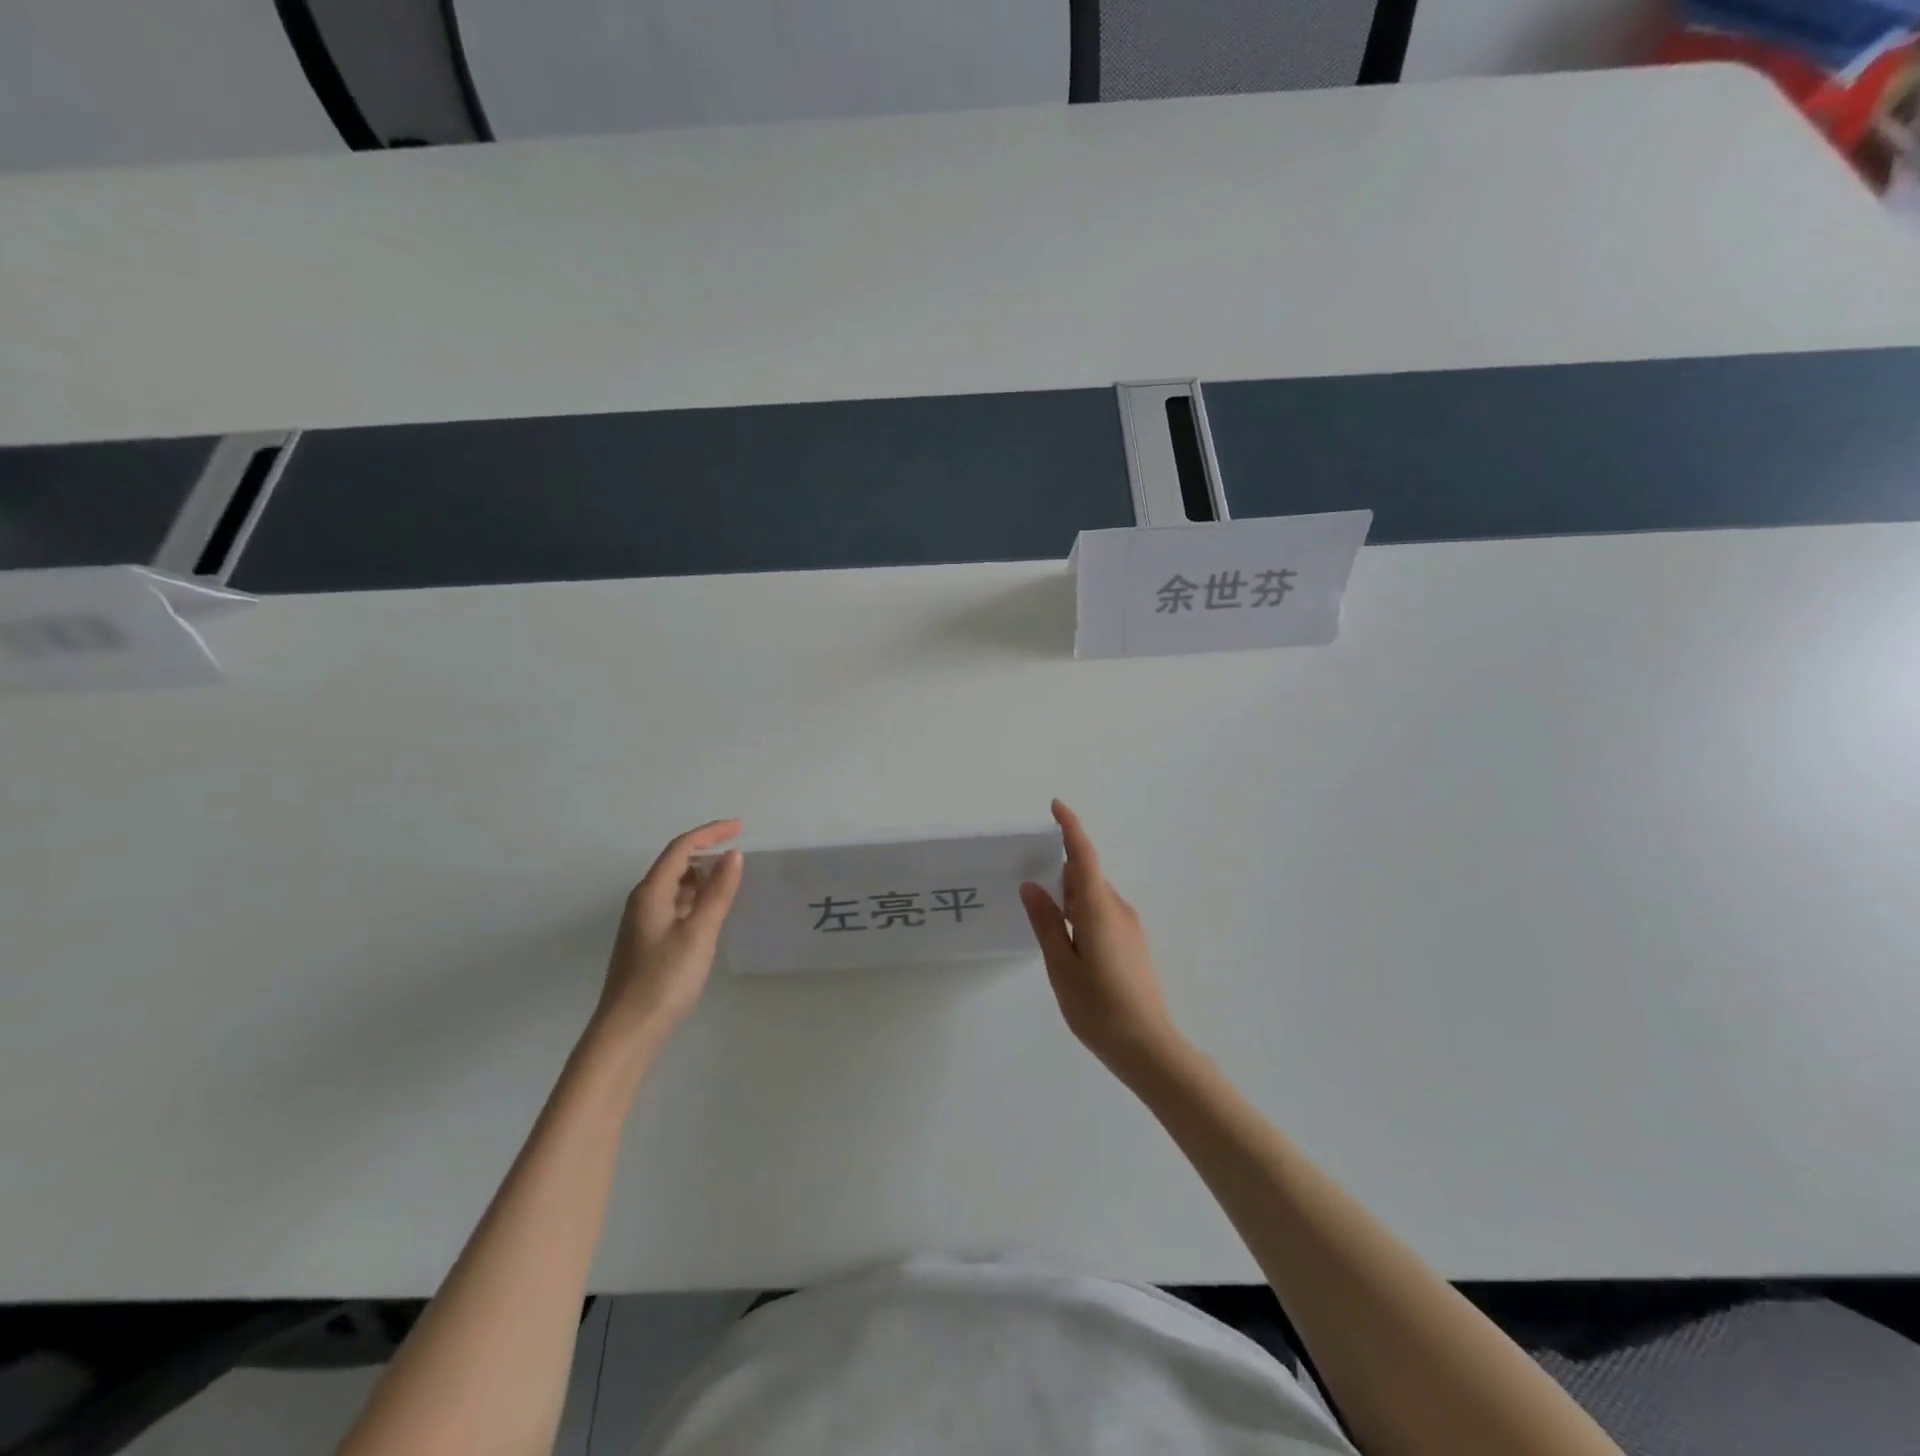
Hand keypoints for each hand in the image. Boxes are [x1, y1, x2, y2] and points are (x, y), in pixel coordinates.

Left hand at [592, 820, 743, 1048]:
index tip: (740, 827)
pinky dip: (695, 899)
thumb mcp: (699, 933)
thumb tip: (733, 855)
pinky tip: (711, 914)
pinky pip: (674, 906)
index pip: (680, 848)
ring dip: (702, 877)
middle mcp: (643, 902)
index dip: (710, 833)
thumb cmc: (665, 979)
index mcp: (651, 893)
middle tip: (739, 854)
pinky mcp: (648, 943)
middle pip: (675, 864)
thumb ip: (718, 892)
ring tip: (731, 882)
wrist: (628, 1032)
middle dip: (706, 852)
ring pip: (675, 887)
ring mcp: (643, 923)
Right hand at [1020, 800, 1179, 1077]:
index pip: (1083, 856)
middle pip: (1086, 877)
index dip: (1070, 828)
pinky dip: (1082, 914)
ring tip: (1044, 918)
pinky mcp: (1133, 944)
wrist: (1149, 1047)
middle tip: (1029, 882)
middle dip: (1060, 873)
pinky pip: (1103, 914)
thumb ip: (1047, 922)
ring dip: (1070, 898)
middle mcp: (1118, 910)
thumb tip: (1032, 886)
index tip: (1056, 806)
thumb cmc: (1098, 1008)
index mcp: (1099, 910)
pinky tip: (1068, 942)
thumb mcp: (1061, 966)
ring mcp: (1130, 927)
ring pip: (1094, 898)